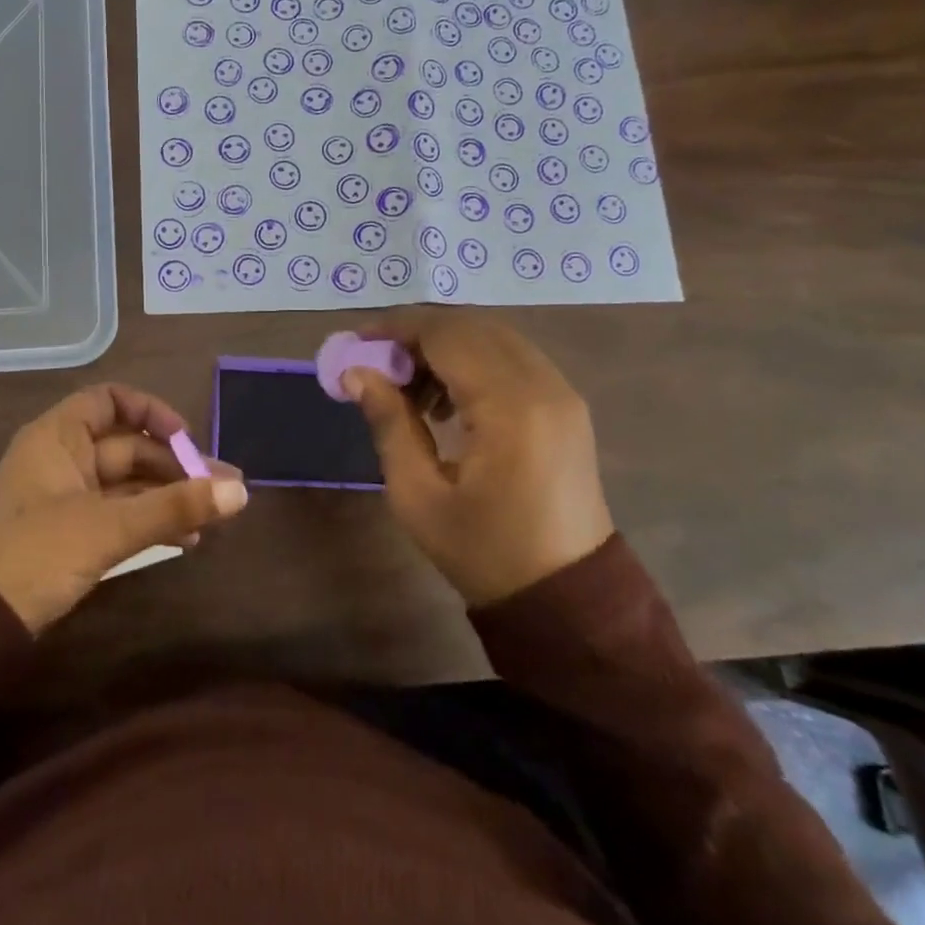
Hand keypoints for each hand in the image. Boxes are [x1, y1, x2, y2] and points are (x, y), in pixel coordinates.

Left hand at [0, 384, 247, 633]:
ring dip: (171, 497)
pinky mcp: (72, 532)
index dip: (150, 411)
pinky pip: (120, 513)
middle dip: (178, 466)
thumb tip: (240, 492)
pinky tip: (189, 539)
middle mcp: (63, 458)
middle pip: (129, 447)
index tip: (186, 438)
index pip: (109, 401)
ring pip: (129, 484)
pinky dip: (151, 521)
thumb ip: (174, 507)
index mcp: (57, 437)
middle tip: (226, 488)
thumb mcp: (108, 528)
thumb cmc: (36, 555)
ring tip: (219, 515)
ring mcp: (67, 497)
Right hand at [343, 311, 613, 606]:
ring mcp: (562, 393)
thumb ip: (389, 422)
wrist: (565, 598)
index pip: (447, 335)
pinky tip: (447, 400)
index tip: (357, 341)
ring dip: (446, 346)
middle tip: (376, 362)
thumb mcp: (418, 495)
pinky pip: (514, 359)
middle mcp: (543, 384)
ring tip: (407, 388)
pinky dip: (474, 362)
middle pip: (472, 326)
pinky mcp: (567, 406)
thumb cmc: (484, 551)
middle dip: (418, 333)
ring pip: (494, 337)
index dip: (397, 327)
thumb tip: (357, 372)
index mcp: (509, 407)